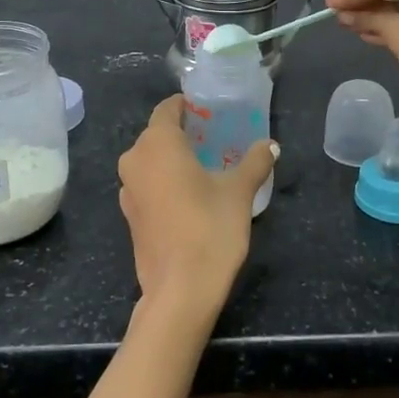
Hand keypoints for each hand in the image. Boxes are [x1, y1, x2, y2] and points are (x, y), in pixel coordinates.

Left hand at [117, 96, 276, 322]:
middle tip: (215, 139)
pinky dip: (165, 182)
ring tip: (205, 167)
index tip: (208, 111)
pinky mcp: (130, 216)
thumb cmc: (209, 228)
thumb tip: (270, 145)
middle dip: (182, 133)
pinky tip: (190, 196)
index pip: (167, 109)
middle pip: (157, 134)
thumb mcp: (239, 192)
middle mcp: (135, 160)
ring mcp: (128, 190)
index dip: (187, 106)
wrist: (180, 291)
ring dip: (173, 160)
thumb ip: (254, 162)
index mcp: (157, 143)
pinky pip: (148, 185)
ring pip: (150, 161)